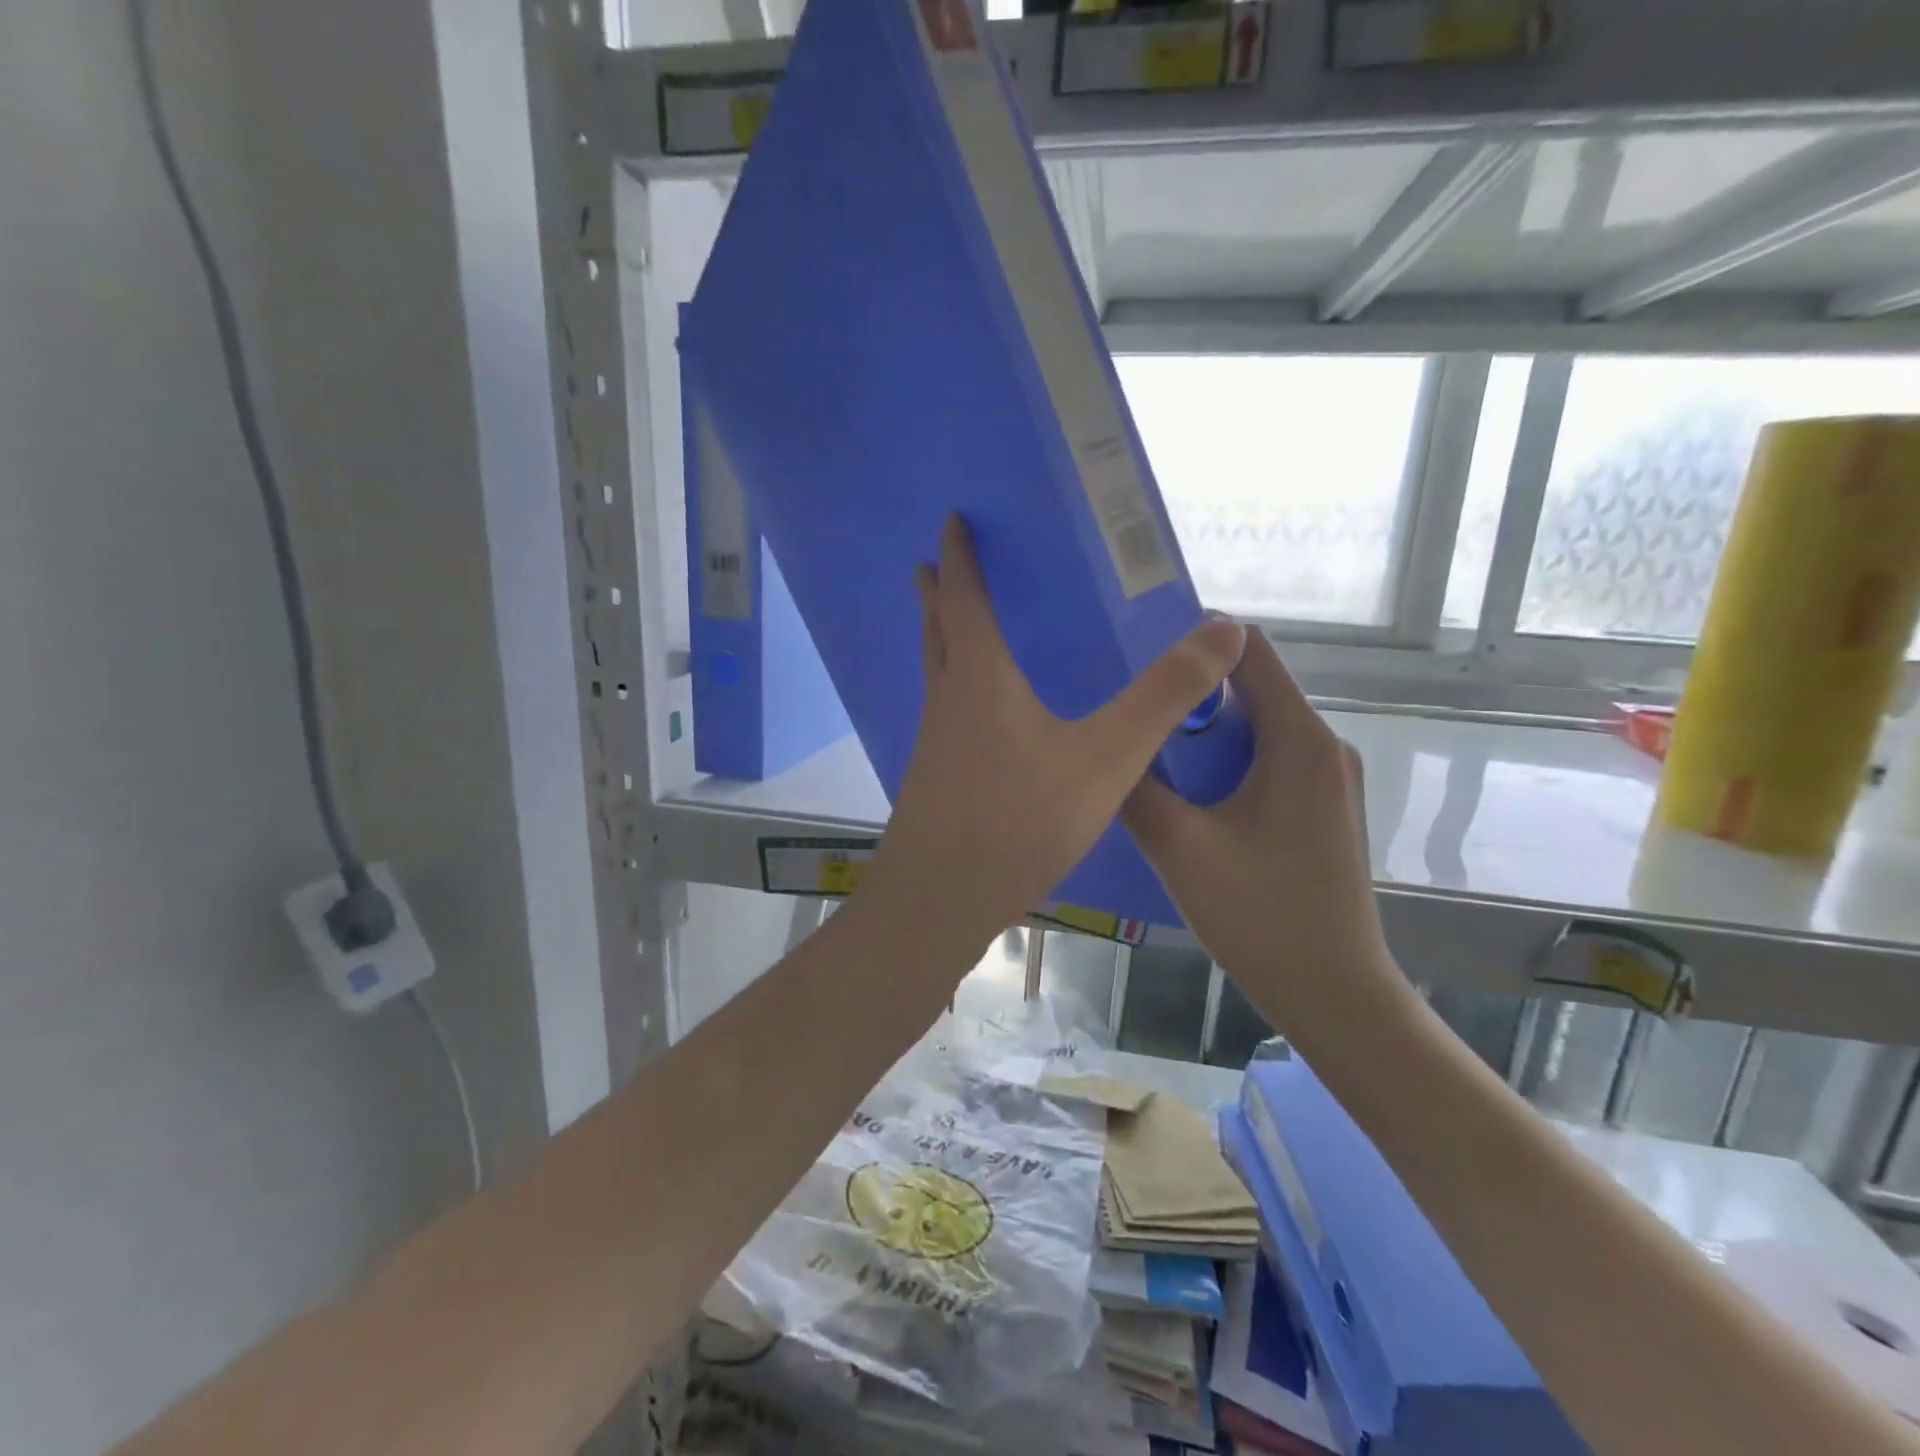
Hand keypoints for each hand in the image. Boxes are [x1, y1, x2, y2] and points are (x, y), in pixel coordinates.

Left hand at [861, 516, 1244, 975]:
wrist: (940, 899)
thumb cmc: (1018, 821)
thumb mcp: (1105, 758)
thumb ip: (1163, 697)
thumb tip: (1224, 631)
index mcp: (980, 679)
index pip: (966, 598)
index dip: (961, 557)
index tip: (951, 520)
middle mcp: (947, 701)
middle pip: (937, 630)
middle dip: (937, 593)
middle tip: (935, 565)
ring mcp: (933, 743)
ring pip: (935, 673)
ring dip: (941, 639)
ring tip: (955, 625)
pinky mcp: (934, 779)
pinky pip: (944, 712)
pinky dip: (954, 687)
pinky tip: (978, 714)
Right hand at [1121, 632, 1401, 1037]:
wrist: (1336, 996)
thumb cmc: (1262, 918)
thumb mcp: (1181, 850)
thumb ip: (1137, 789)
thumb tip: (1105, 745)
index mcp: (1299, 740)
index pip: (1250, 650)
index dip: (1196, 638)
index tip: (1138, 650)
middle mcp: (1322, 746)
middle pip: (1251, 687)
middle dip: (1189, 690)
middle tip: (1127, 704)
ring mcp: (1327, 779)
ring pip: (1255, 727)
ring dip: (1203, 731)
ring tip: (1144, 746)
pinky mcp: (1321, 807)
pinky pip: (1266, 760)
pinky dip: (1223, 762)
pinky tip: (1182, 792)